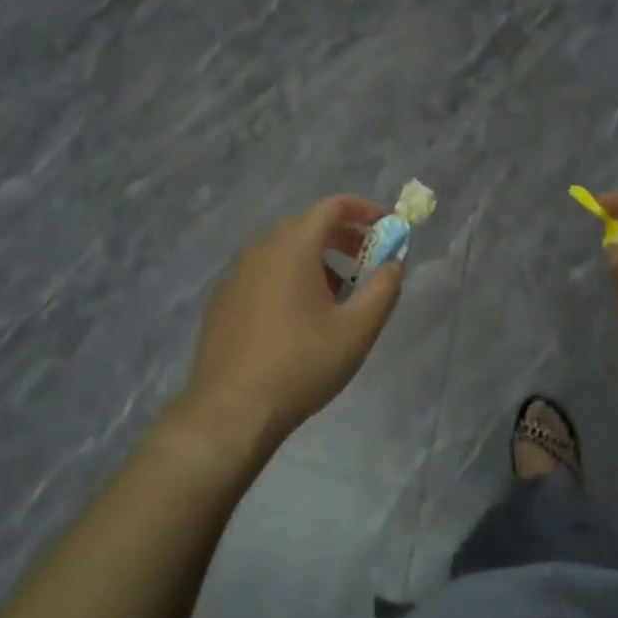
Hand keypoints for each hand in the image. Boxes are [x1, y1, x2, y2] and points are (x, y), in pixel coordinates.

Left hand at [178, 196, 403, 456]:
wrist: (231, 410)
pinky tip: (296, 318)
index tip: (385, 226)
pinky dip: (287, 278)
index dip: (362, 210)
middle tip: (366, 262)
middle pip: (307, 226)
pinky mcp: (223, 300)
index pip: (331, 206)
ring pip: (283, 251)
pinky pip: (262, 274)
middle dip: (341, 237)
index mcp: (293, 247)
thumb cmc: (301, 364)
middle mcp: (261, 249)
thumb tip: (395, 262)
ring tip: (336, 295)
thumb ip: (383, 289)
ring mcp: (236, 274)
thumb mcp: (356, 330)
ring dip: (315, 260)